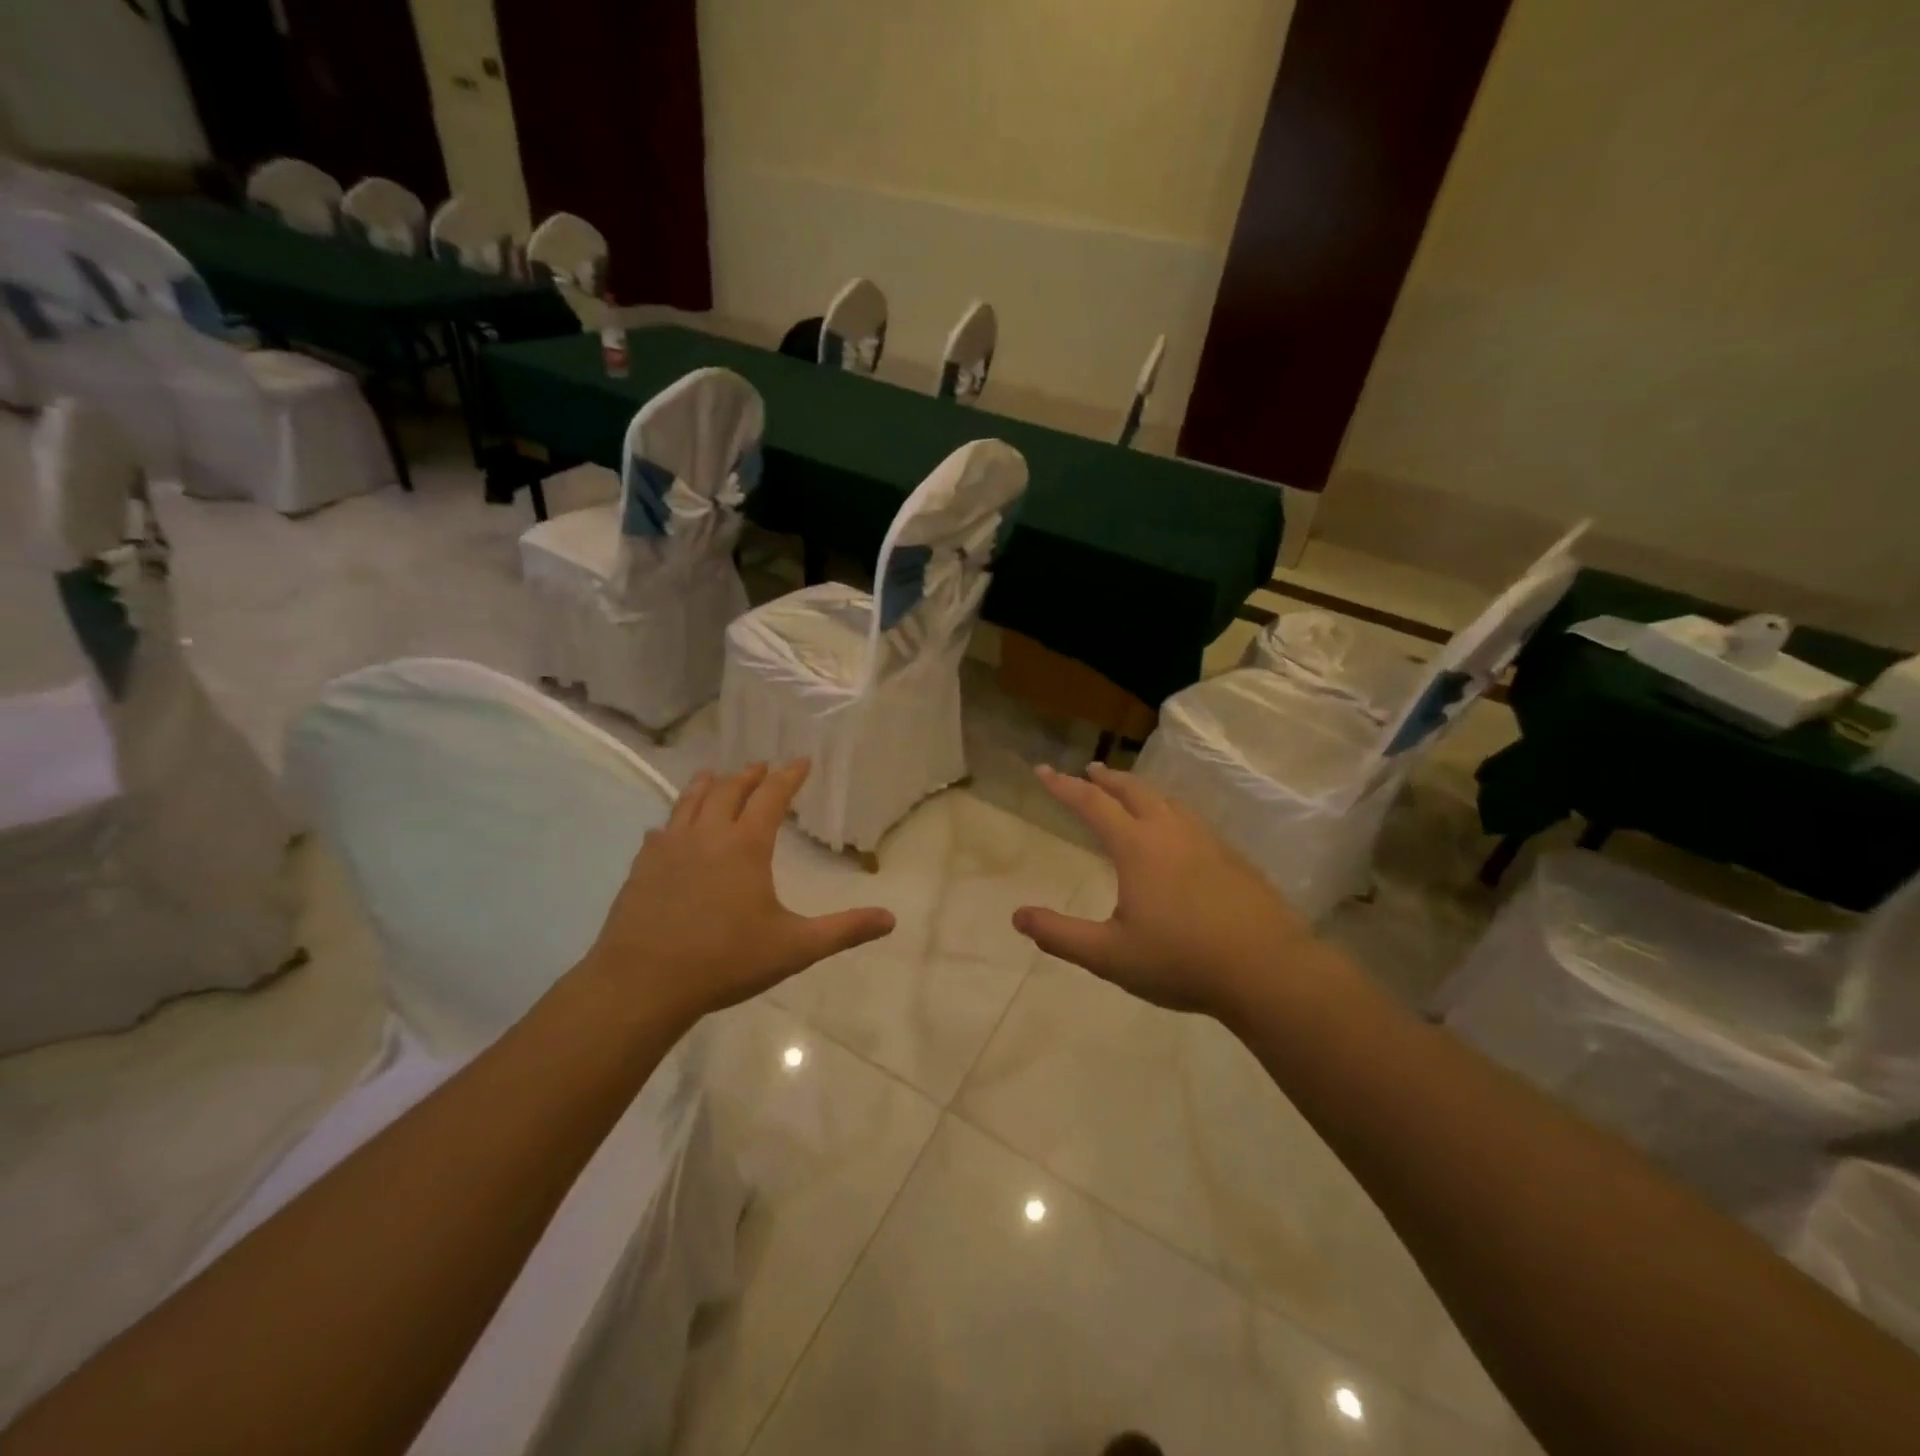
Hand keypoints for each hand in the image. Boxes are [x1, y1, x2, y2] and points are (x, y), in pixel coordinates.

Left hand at [580, 761, 894, 1027]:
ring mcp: (669, 848)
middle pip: (729, 790)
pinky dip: (673, 819)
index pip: (771, 797)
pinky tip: (668, 828)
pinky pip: (661, 830)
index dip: (789, 776)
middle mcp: (707, 835)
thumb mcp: (795, 947)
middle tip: (762, 766)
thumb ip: (844, 930)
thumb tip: (890, 920)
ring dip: (708, 784)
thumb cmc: (725, 960)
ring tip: (715, 774)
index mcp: (746, 845)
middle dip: (750, 775)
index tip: (801, 761)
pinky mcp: (642, 866)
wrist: (643, 982)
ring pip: (690, 801)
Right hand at [1012, 763, 1325, 1018]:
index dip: (1063, 786)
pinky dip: (1168, 811)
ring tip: (1128, 794)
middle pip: (1133, 790)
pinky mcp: (1232, 857)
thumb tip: (1017, 916)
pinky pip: (1190, 819)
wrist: (1266, 970)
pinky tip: (1175, 832)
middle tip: (1089, 771)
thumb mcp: (1109, 955)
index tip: (1042, 770)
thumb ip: (1060, 935)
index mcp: (1137, 847)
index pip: (1091, 804)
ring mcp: (1207, 841)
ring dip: (1139, 791)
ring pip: (1166, 801)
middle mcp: (1170, 832)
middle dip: (1106, 778)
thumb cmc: (1181, 961)